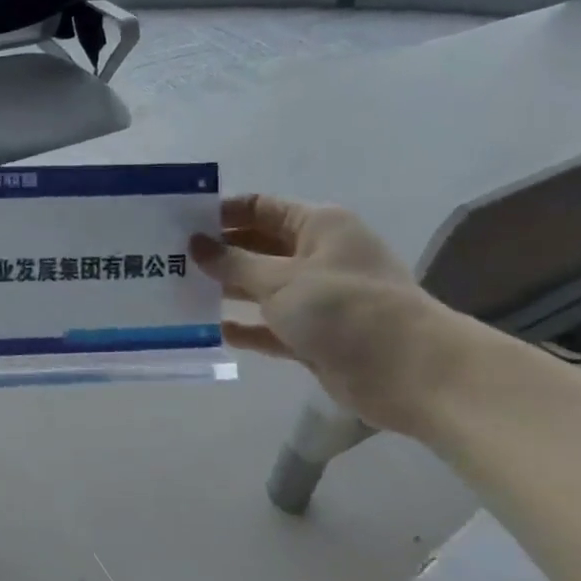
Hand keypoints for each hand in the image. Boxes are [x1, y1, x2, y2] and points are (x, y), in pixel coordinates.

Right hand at [191, 196, 468, 436]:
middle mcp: (318, 255)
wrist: (411, 373)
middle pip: (257, 246)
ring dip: (226, 290)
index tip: (179, 223)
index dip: (221, 213)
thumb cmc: (344, 308)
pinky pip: (270, 325)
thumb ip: (233, 263)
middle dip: (218, 253)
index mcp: (318, 225)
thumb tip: (195, 244)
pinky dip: (245, 326)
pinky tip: (210, 329)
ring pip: (261, 286)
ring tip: (178, 291)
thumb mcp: (280, 280)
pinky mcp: (315, 335)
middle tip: (169, 259)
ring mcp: (317, 297)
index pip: (260, 208)